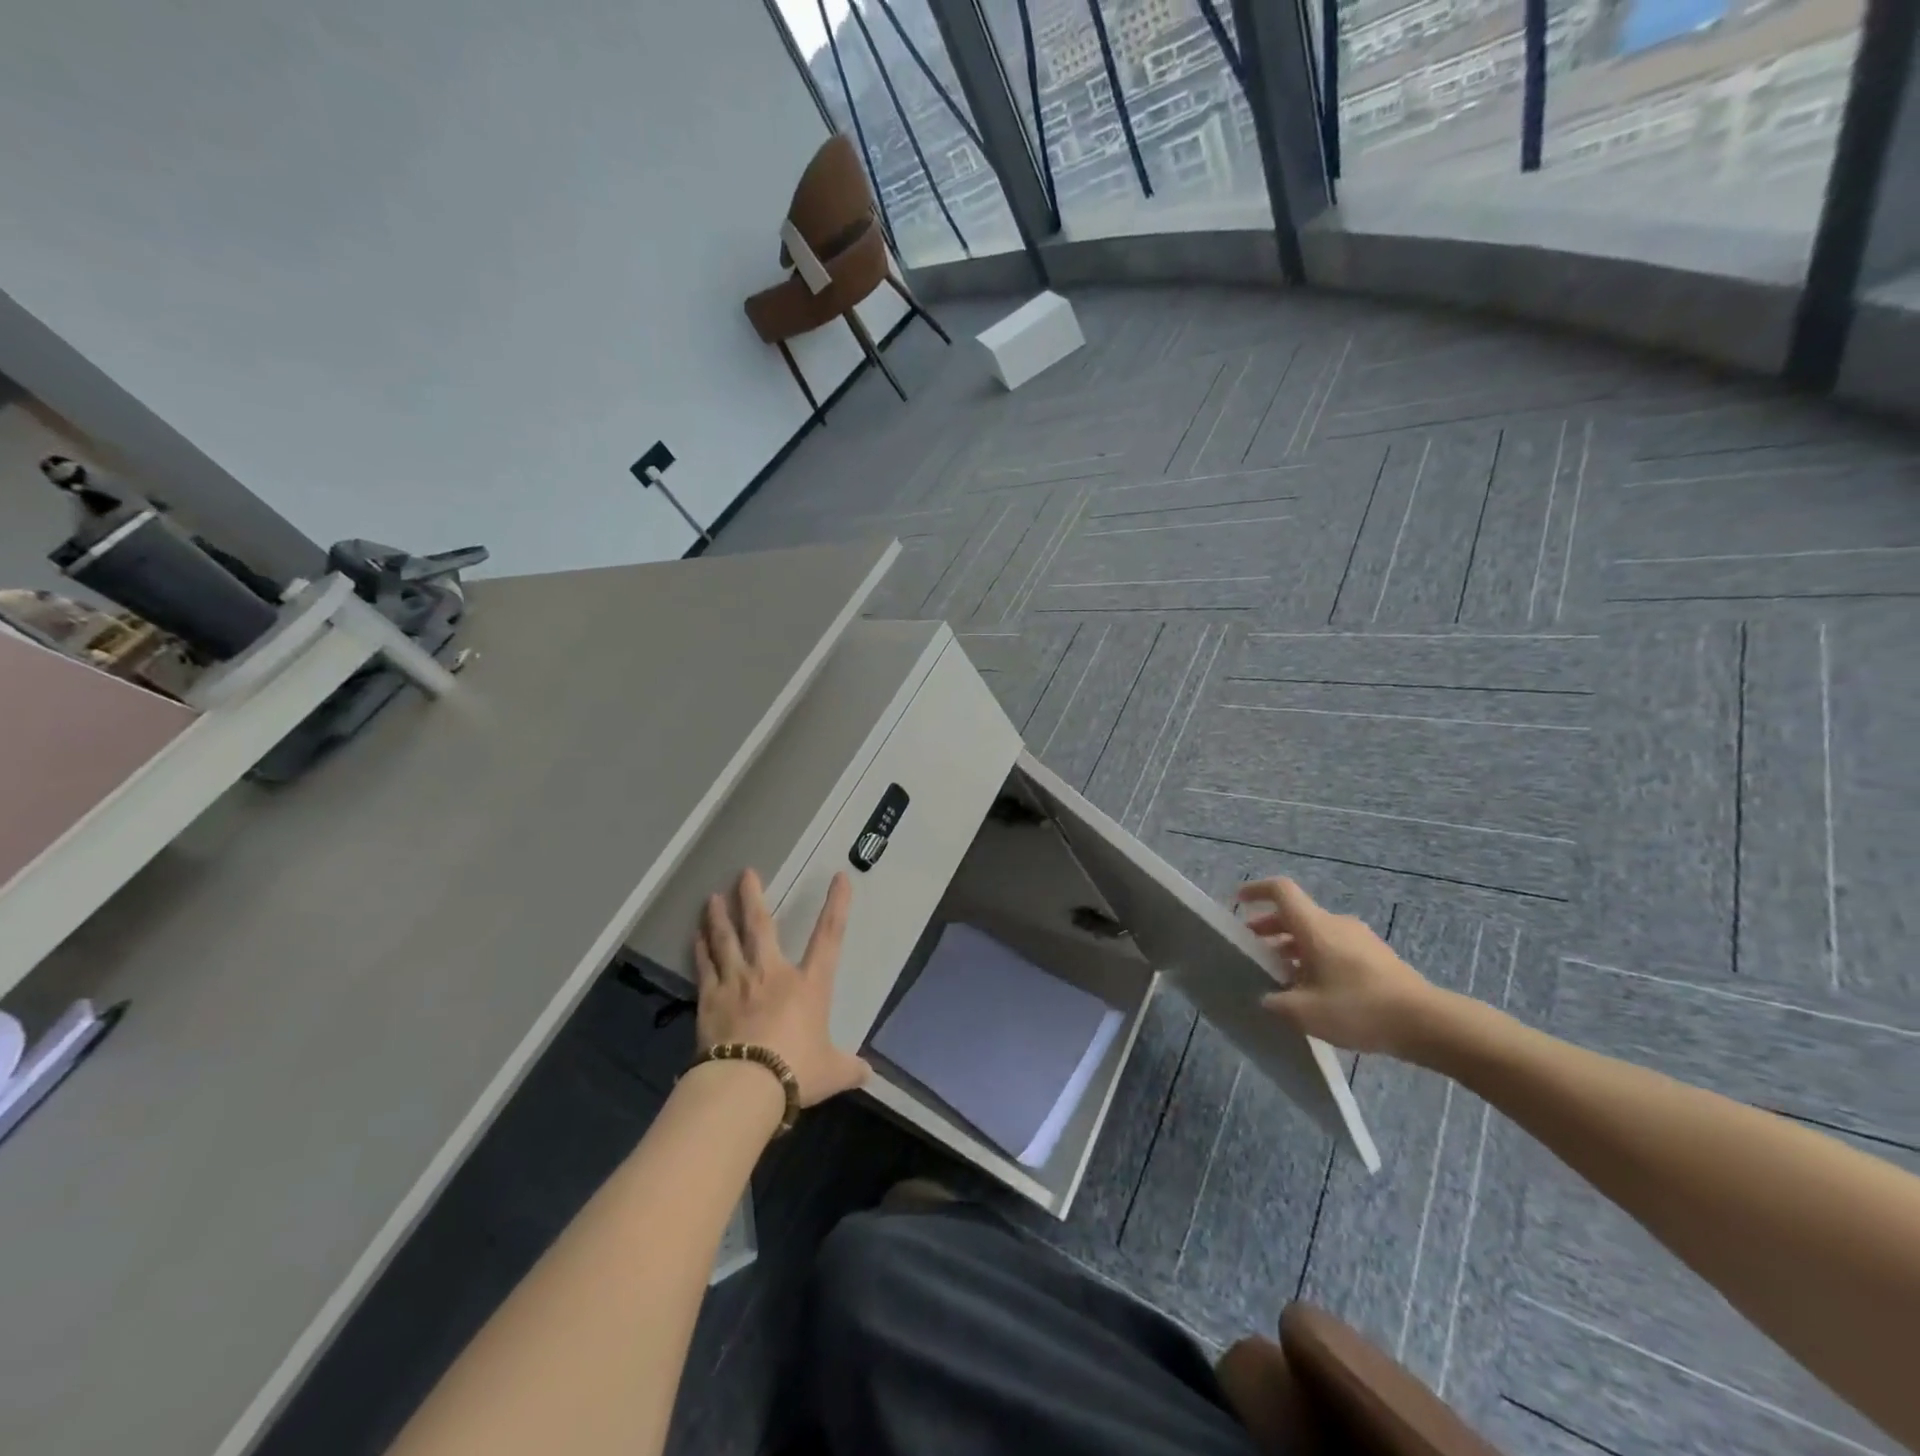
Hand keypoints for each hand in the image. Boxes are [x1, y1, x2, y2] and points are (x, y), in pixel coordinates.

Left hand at [695, 869, 868, 1105]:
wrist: (745, 1085)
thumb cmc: (796, 1071)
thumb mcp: (832, 1072)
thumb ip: (848, 1067)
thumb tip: (867, 1075)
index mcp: (808, 984)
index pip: (829, 936)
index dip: (836, 905)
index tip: (839, 877)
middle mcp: (772, 974)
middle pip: (761, 926)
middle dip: (753, 897)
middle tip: (744, 873)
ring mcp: (738, 983)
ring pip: (726, 941)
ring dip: (719, 917)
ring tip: (712, 897)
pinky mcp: (710, 1000)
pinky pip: (705, 967)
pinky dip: (700, 949)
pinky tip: (695, 935)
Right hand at [1237, 876, 1439, 1055]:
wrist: (1427, 1023)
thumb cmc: (1359, 1009)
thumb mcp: (1306, 1013)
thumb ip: (1277, 1003)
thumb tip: (1266, 998)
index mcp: (1314, 927)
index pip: (1281, 891)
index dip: (1257, 890)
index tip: (1239, 900)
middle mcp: (1335, 924)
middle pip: (1295, 914)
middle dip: (1269, 928)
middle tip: (1254, 950)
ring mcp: (1359, 939)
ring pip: (1315, 933)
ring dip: (1292, 947)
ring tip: (1282, 976)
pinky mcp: (1376, 957)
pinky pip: (1335, 947)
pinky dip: (1316, 958)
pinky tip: (1315, 989)